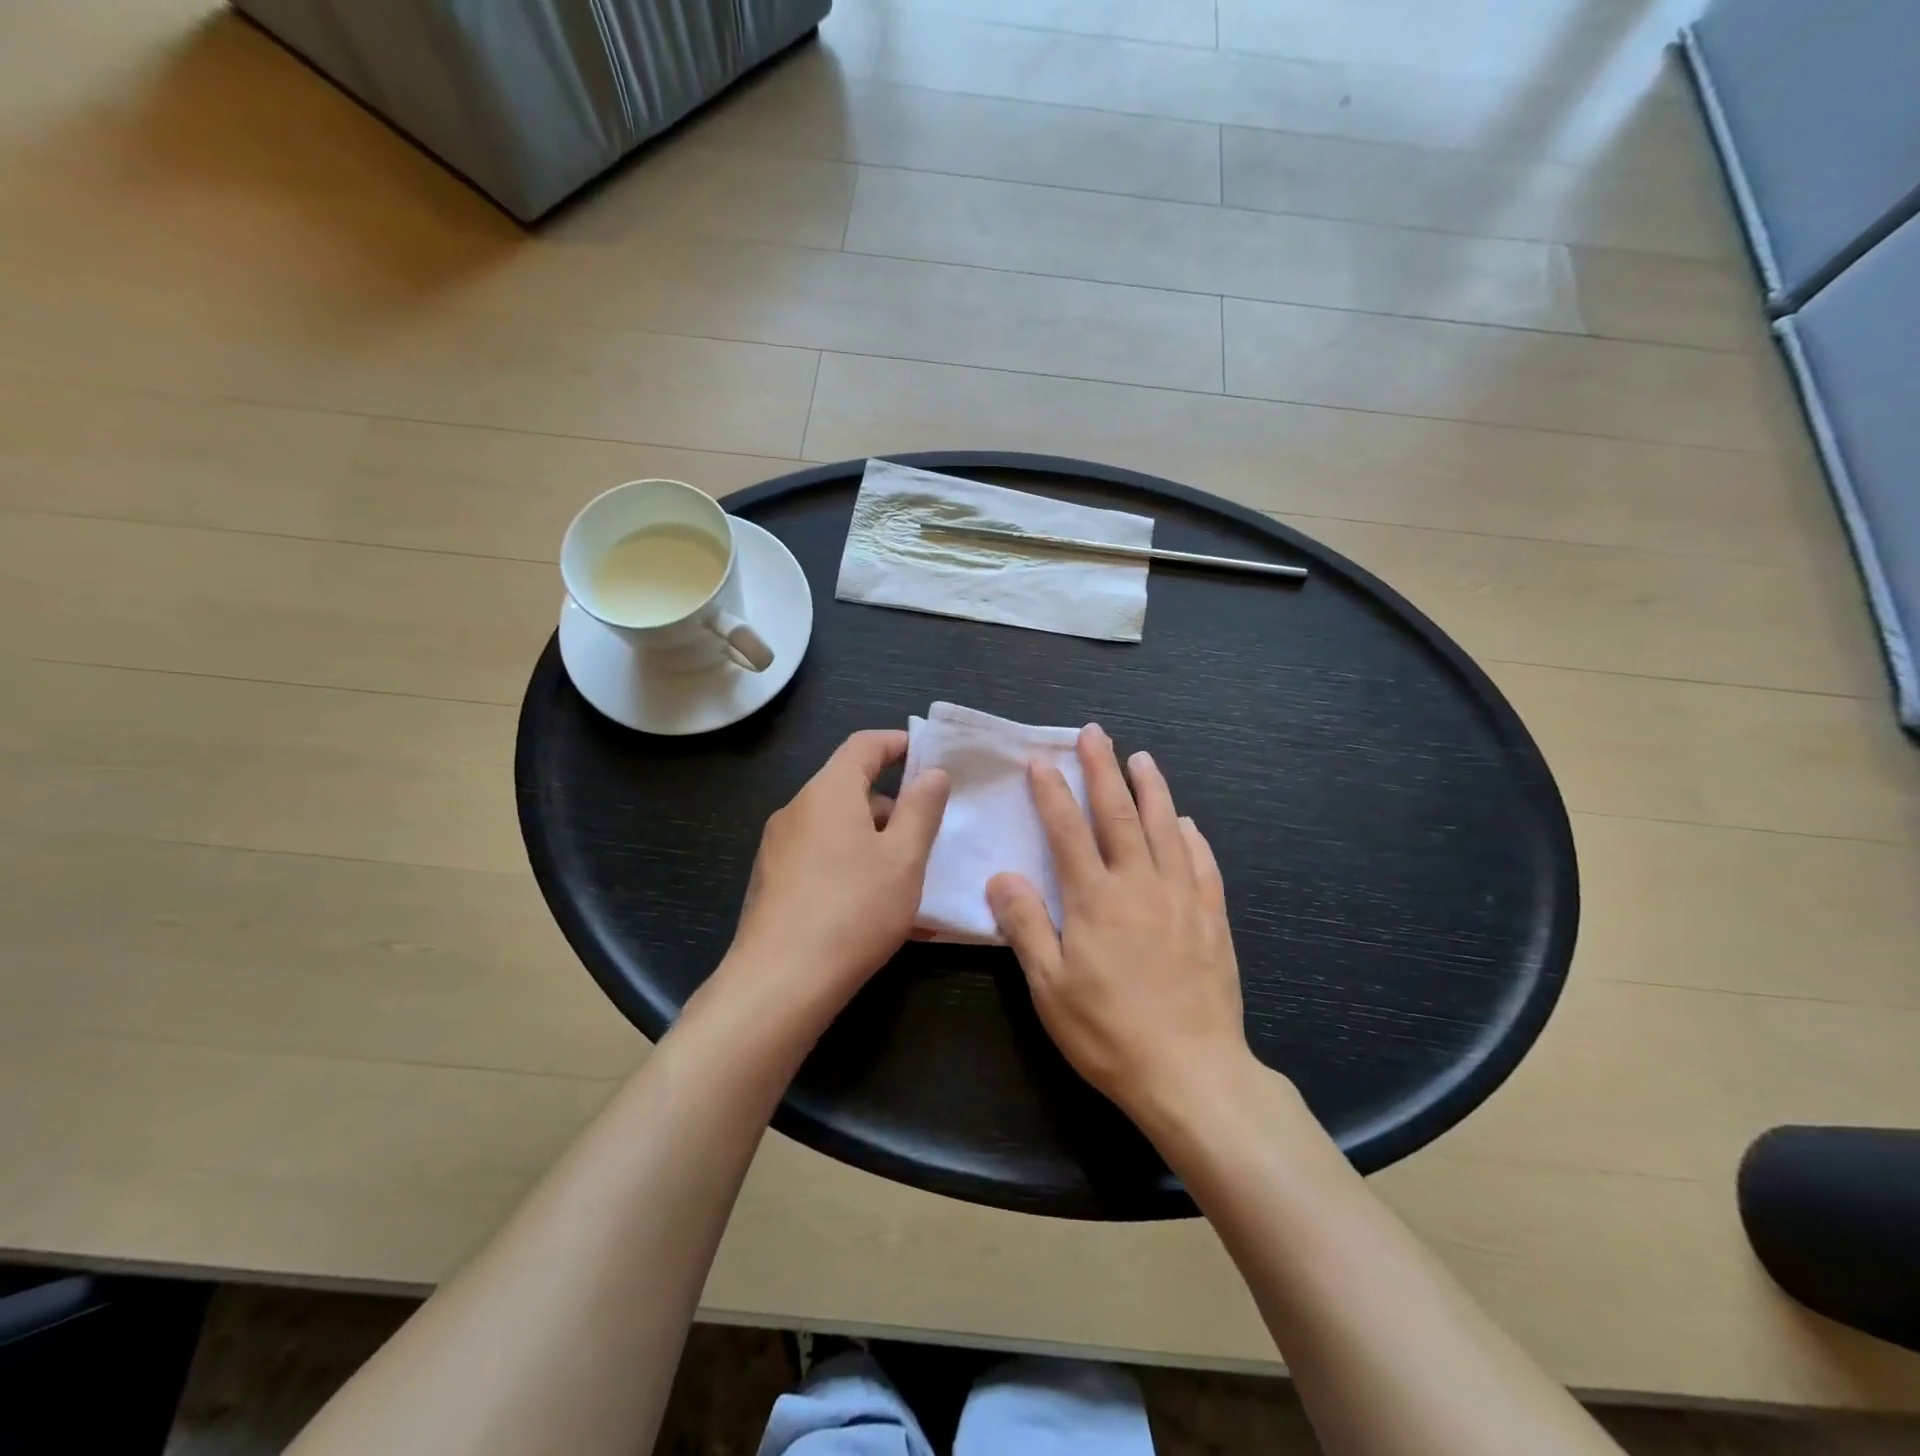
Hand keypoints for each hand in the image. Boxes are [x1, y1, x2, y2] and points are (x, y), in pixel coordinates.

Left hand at [725, 730, 949, 1025]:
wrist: (779, 983)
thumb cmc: (853, 910)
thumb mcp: (904, 858)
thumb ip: (922, 809)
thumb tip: (933, 773)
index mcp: (829, 792)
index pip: (864, 745)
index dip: (897, 742)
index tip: (927, 754)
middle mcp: (797, 810)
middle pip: (850, 788)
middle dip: (892, 805)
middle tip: (927, 835)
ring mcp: (778, 847)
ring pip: (837, 828)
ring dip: (875, 842)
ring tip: (908, 882)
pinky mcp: (771, 881)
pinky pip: (821, 858)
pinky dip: (851, 867)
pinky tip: (874, 909)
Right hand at [987, 725, 1252, 1121]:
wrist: (1190, 1072)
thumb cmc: (1108, 1032)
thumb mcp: (1049, 986)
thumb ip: (1025, 925)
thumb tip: (1002, 876)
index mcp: (1095, 898)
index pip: (1068, 830)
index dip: (1052, 792)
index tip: (1041, 760)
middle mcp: (1140, 884)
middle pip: (1119, 814)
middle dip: (1103, 769)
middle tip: (1095, 733)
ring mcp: (1182, 898)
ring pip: (1165, 828)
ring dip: (1152, 788)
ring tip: (1142, 758)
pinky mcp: (1212, 918)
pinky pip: (1203, 864)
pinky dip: (1192, 837)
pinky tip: (1186, 823)